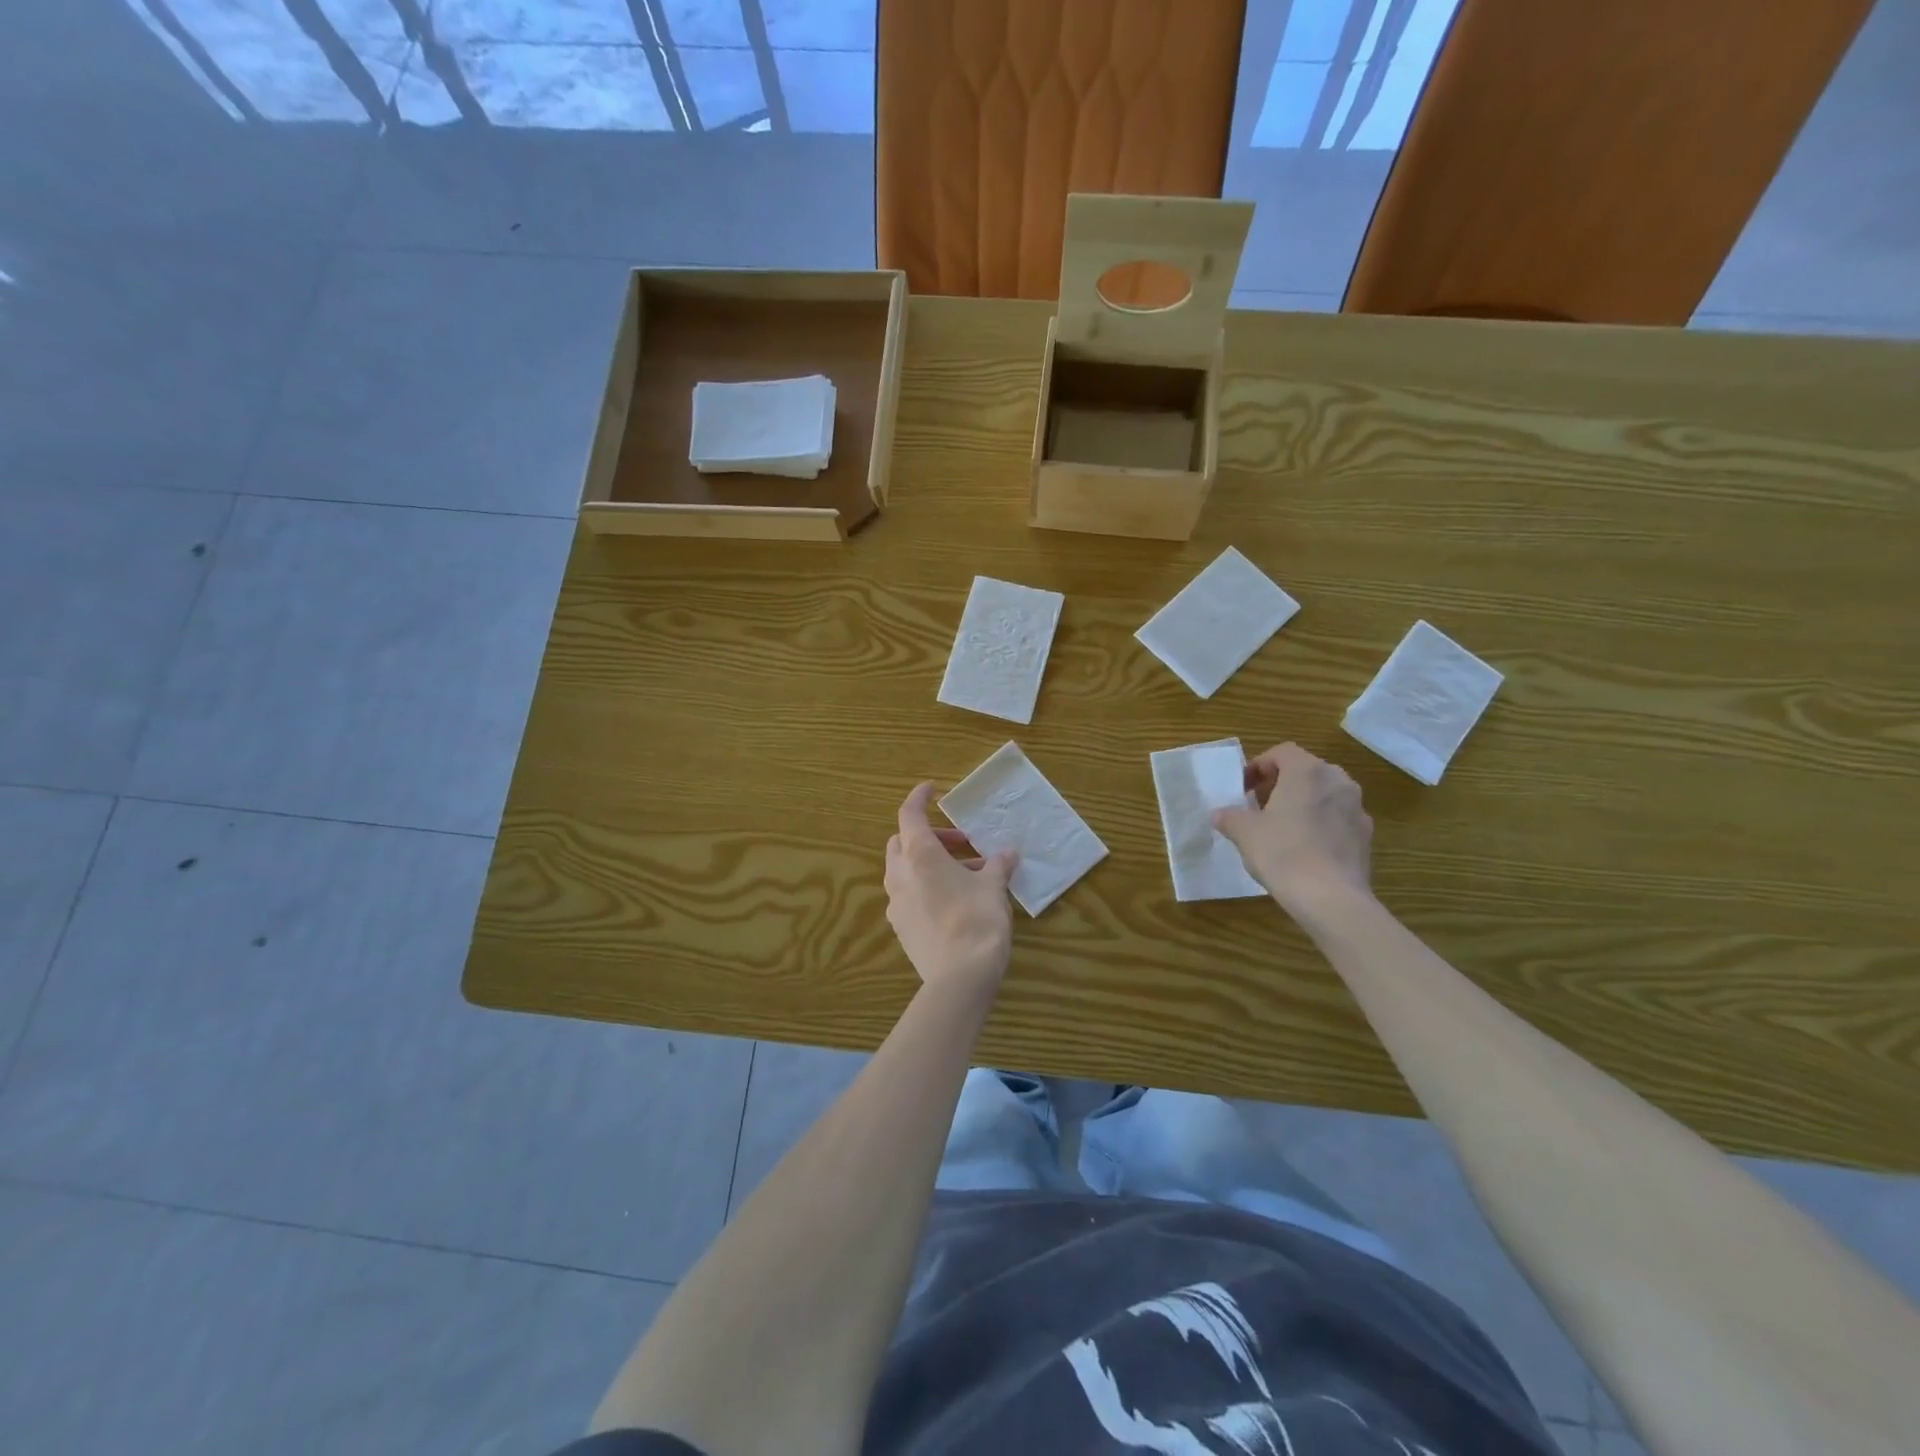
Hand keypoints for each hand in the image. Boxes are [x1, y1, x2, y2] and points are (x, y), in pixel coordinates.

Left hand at [884, 783, 1018, 997]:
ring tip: (966, 874)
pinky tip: (953, 900)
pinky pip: (908, 895)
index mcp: (919, 856)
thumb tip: (1008, 854)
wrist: (960, 977)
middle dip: (929, 836)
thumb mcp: (994, 887)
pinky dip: (925, 886)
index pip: (909, 814)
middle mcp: (900, 875)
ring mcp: (896, 904)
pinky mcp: (901, 928)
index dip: (919, 798)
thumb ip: (998, 865)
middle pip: (902, 842)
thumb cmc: (977, 920)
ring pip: (904, 870)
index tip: (932, 789)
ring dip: (929, 863)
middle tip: (960, 843)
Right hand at [1212, 744, 1373, 916]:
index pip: (1282, 752)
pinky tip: (1305, 848)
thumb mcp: (1244, 833)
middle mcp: (1337, 781)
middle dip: (1281, 783)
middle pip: (1305, 770)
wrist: (1331, 898)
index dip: (1259, 765)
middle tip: (1259, 805)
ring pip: (1324, 794)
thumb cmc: (1283, 853)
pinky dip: (1320, 823)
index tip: (1243, 787)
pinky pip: (1338, 818)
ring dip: (1303, 802)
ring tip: (1282, 827)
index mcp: (1307, 771)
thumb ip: (1230, 817)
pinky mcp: (1366, 835)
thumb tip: (1220, 814)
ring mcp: (1356, 808)